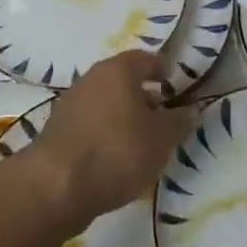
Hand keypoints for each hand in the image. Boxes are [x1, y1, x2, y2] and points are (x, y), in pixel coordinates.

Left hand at [22, 50, 197, 221]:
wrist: (55, 187)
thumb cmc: (117, 151)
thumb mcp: (161, 139)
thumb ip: (180, 122)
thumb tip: (192, 110)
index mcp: (118, 70)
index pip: (146, 59)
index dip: (163, 71)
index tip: (175, 88)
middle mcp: (92, 78)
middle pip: (123, 80)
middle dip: (143, 96)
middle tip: (162, 117)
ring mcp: (70, 104)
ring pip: (105, 103)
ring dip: (123, 116)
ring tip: (141, 142)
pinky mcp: (56, 132)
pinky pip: (90, 124)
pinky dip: (105, 134)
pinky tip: (114, 158)